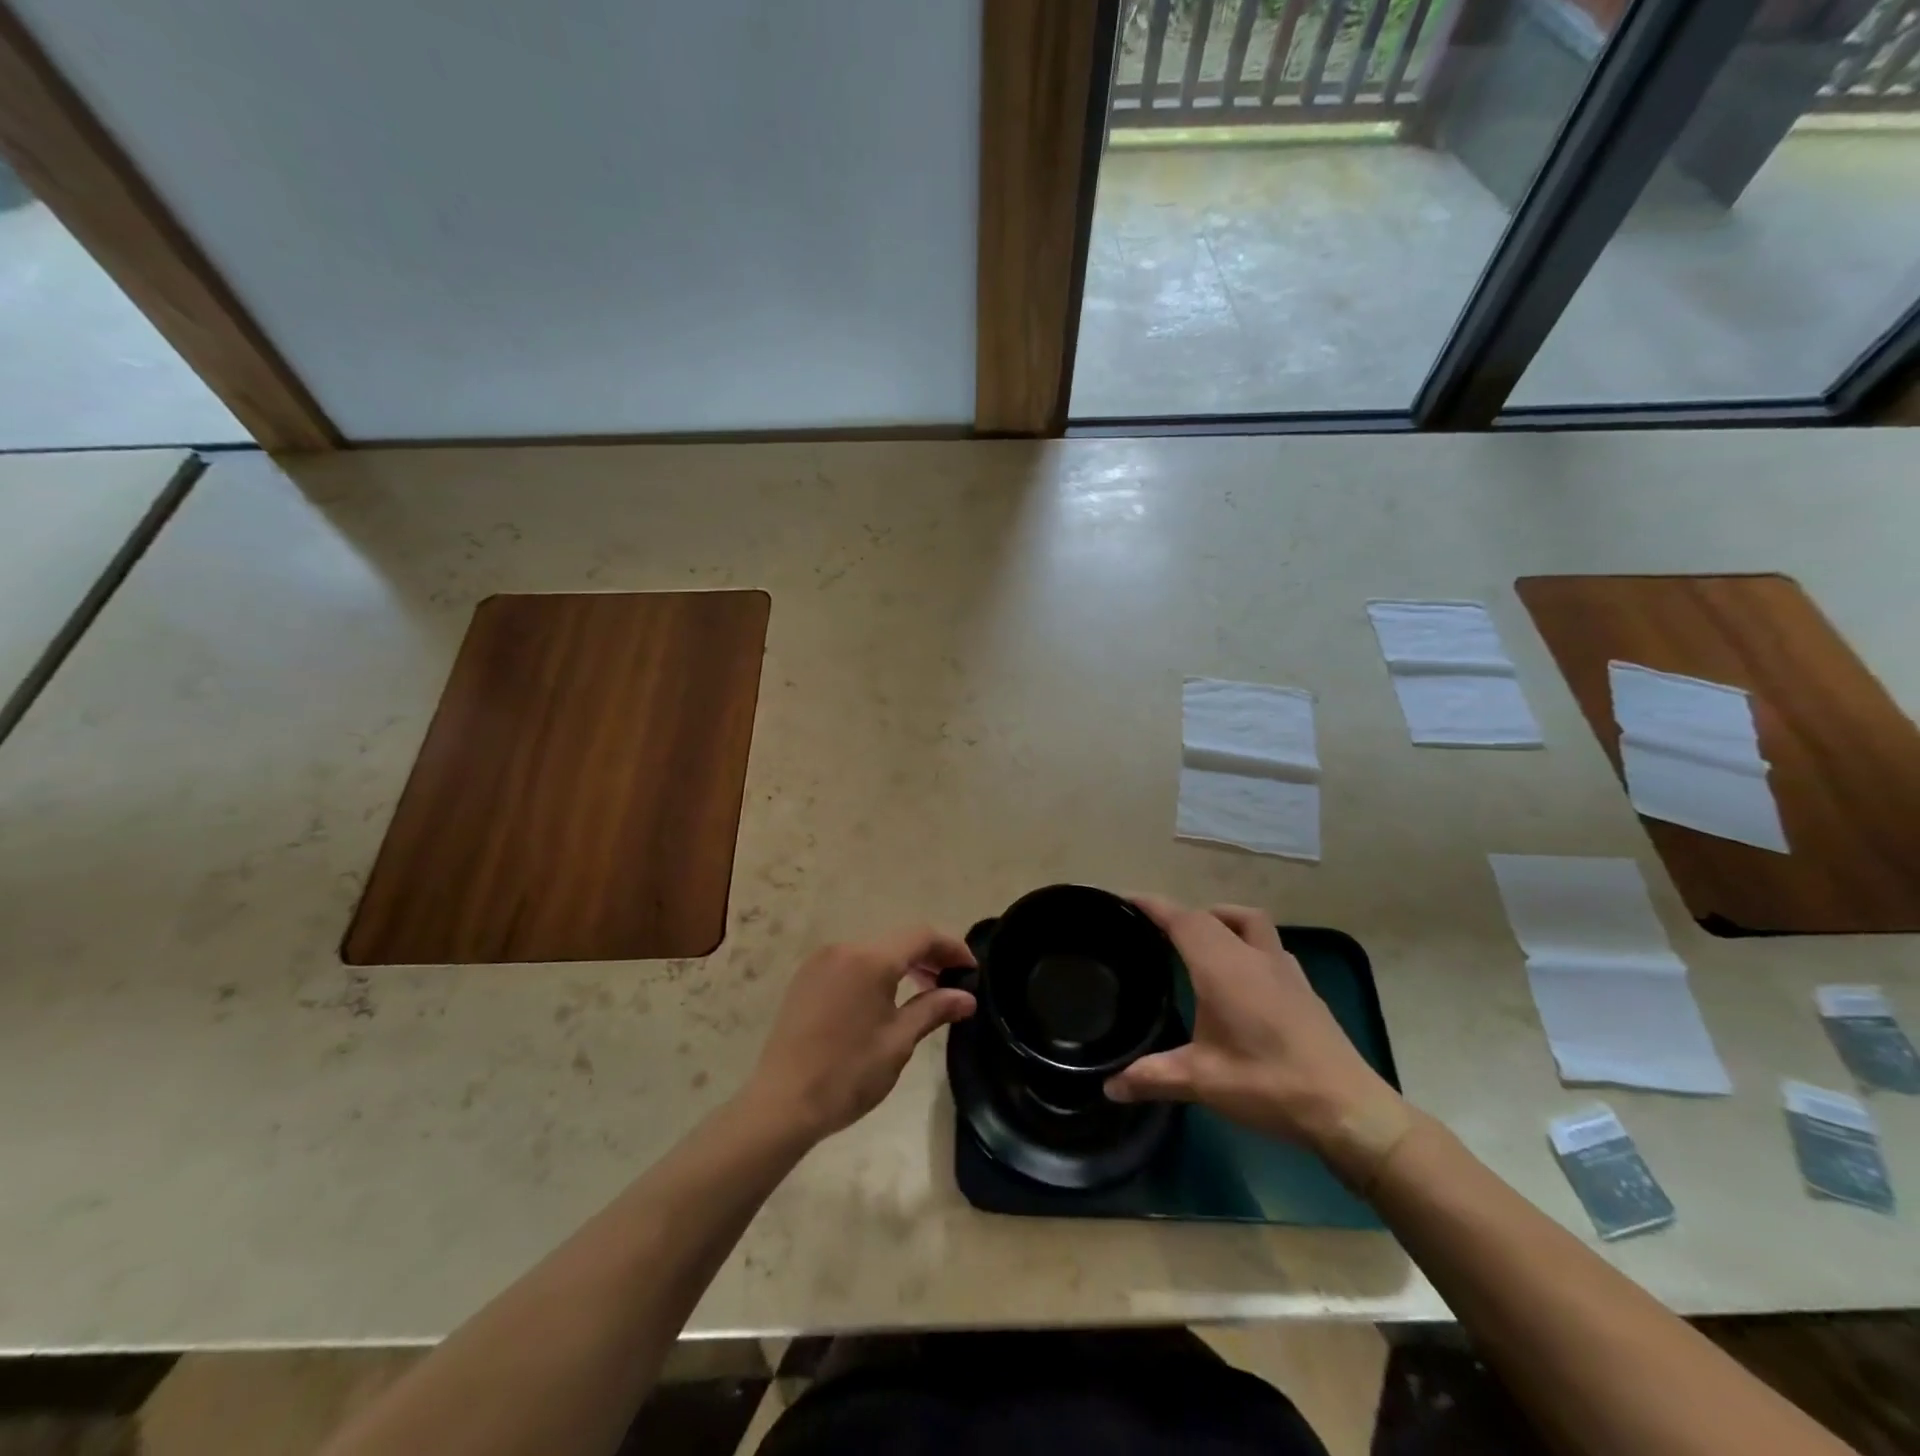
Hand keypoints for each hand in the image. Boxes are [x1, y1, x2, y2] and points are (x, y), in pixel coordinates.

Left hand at [742, 926, 976, 1143]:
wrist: (781, 1104)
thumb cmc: (847, 1074)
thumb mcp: (898, 1042)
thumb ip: (934, 1010)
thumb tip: (967, 996)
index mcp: (870, 959)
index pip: (921, 935)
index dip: (951, 947)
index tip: (972, 969)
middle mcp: (844, 949)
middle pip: (897, 940)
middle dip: (928, 956)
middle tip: (951, 984)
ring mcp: (820, 961)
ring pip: (873, 950)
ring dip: (901, 964)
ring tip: (922, 992)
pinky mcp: (805, 978)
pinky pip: (850, 963)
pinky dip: (874, 971)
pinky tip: (883, 999)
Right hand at [1105, 895, 1411, 1186]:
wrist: (1348, 1109)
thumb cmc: (1269, 1085)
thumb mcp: (1202, 1082)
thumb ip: (1152, 1077)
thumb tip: (1110, 1087)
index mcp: (1222, 967)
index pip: (1182, 920)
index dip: (1153, 906)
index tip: (1127, 899)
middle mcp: (1252, 956)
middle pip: (1211, 916)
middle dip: (1180, 915)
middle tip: (1154, 929)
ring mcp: (1284, 969)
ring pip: (1248, 922)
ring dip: (1220, 920)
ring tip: (1199, 941)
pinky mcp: (1304, 988)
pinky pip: (1268, 945)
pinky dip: (1246, 943)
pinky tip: (1242, 975)